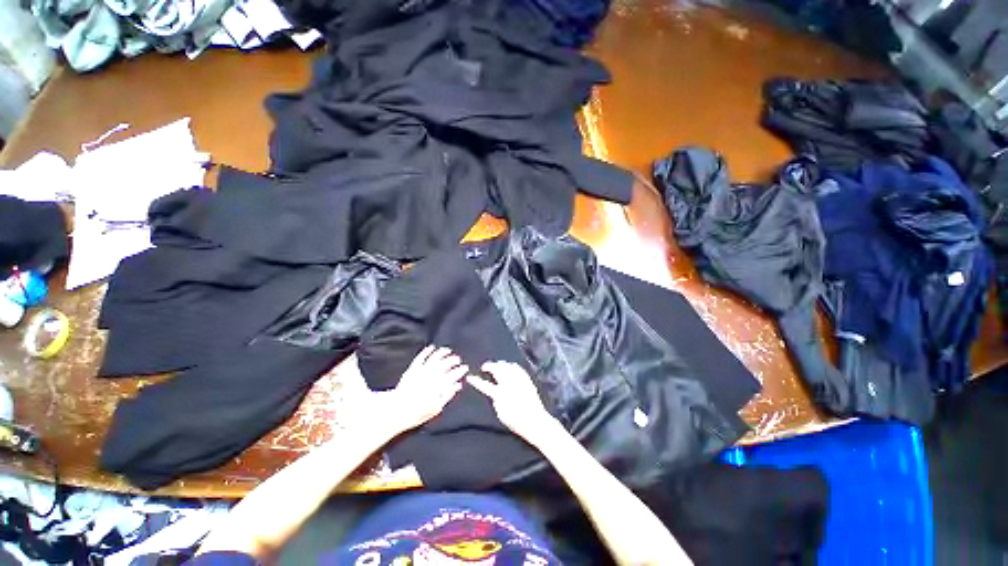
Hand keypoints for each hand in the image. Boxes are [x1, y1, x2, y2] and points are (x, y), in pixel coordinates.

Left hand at [369, 346, 466, 435]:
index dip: (460, 370)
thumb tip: (458, 385)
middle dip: (453, 360)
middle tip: (458, 359)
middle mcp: (432, 375)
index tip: (465, 368)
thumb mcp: (437, 407)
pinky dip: (427, 351)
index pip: (453, 374)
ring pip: (435, 358)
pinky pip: (421, 357)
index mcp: (439, 385)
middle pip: (445, 363)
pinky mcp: (412, 369)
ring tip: (447, 350)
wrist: (397, 411)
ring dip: (442, 352)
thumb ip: (449, 394)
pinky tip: (431, 347)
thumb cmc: (418, 412)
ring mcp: (421, 371)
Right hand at [467, 361, 557, 443]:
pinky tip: (510, 366)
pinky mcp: (526, 380)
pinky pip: (517, 368)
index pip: (485, 385)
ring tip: (496, 365)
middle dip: (489, 366)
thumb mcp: (501, 415)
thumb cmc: (516, 422)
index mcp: (501, 394)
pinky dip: (511, 366)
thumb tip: (494, 394)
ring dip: (500, 364)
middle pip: (497, 369)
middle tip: (485, 367)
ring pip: (507, 366)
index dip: (476, 381)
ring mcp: (519, 380)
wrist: (535, 421)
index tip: (469, 377)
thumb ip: (496, 402)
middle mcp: (509, 384)